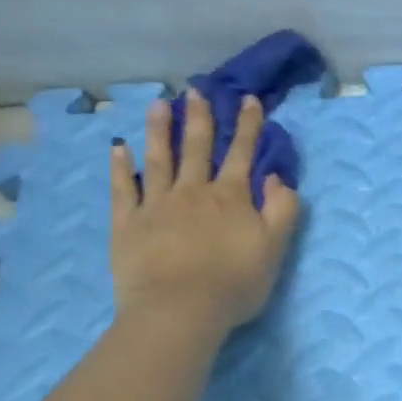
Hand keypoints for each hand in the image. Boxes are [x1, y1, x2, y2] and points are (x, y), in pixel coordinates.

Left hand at [109, 91, 301, 334]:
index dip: (247, 126)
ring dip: (159, 130)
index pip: (242, 154)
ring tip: (158, 104)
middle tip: (196, 91)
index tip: (248, 100)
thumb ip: (283, 210)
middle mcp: (193, 192)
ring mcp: (156, 205)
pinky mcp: (128, 223)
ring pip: (159, 159)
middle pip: (197, 148)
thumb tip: (278, 177)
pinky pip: (123, 189)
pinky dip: (121, 167)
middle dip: (200, 118)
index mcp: (230, 198)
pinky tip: (119, 149)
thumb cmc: (234, 283)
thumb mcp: (275, 248)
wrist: (180, 309)